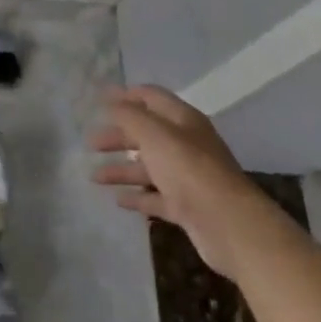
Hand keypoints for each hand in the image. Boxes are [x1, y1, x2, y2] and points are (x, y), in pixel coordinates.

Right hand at [90, 85, 264, 270]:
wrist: (229, 225)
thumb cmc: (189, 169)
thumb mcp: (154, 134)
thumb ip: (129, 115)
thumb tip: (110, 99)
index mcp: (182, 120)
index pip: (151, 97)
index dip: (126, 96)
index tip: (99, 100)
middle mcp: (186, 144)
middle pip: (147, 134)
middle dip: (118, 136)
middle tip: (91, 143)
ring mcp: (187, 177)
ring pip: (149, 167)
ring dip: (122, 169)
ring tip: (94, 177)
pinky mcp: (188, 207)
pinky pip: (156, 197)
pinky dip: (138, 197)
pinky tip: (118, 201)